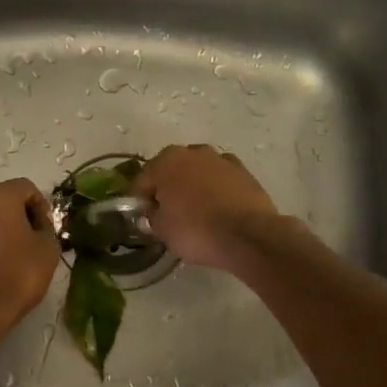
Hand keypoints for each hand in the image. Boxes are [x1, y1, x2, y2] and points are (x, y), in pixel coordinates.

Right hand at [132, 145, 281, 270]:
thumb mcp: (161, 230)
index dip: (138, 201)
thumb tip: (152, 212)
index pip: (142, 180)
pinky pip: (220, 180)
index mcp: (166, 161)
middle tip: (166, 214)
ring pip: (198, 172)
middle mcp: (192, 152)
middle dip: (167, 189)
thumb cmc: (195, 230)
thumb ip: (151, 216)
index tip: (140, 218)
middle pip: (171, 171)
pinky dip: (216, 190)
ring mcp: (221, 159)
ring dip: (192, 186)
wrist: (248, 234)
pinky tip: (217, 209)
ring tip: (194, 212)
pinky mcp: (244, 172)